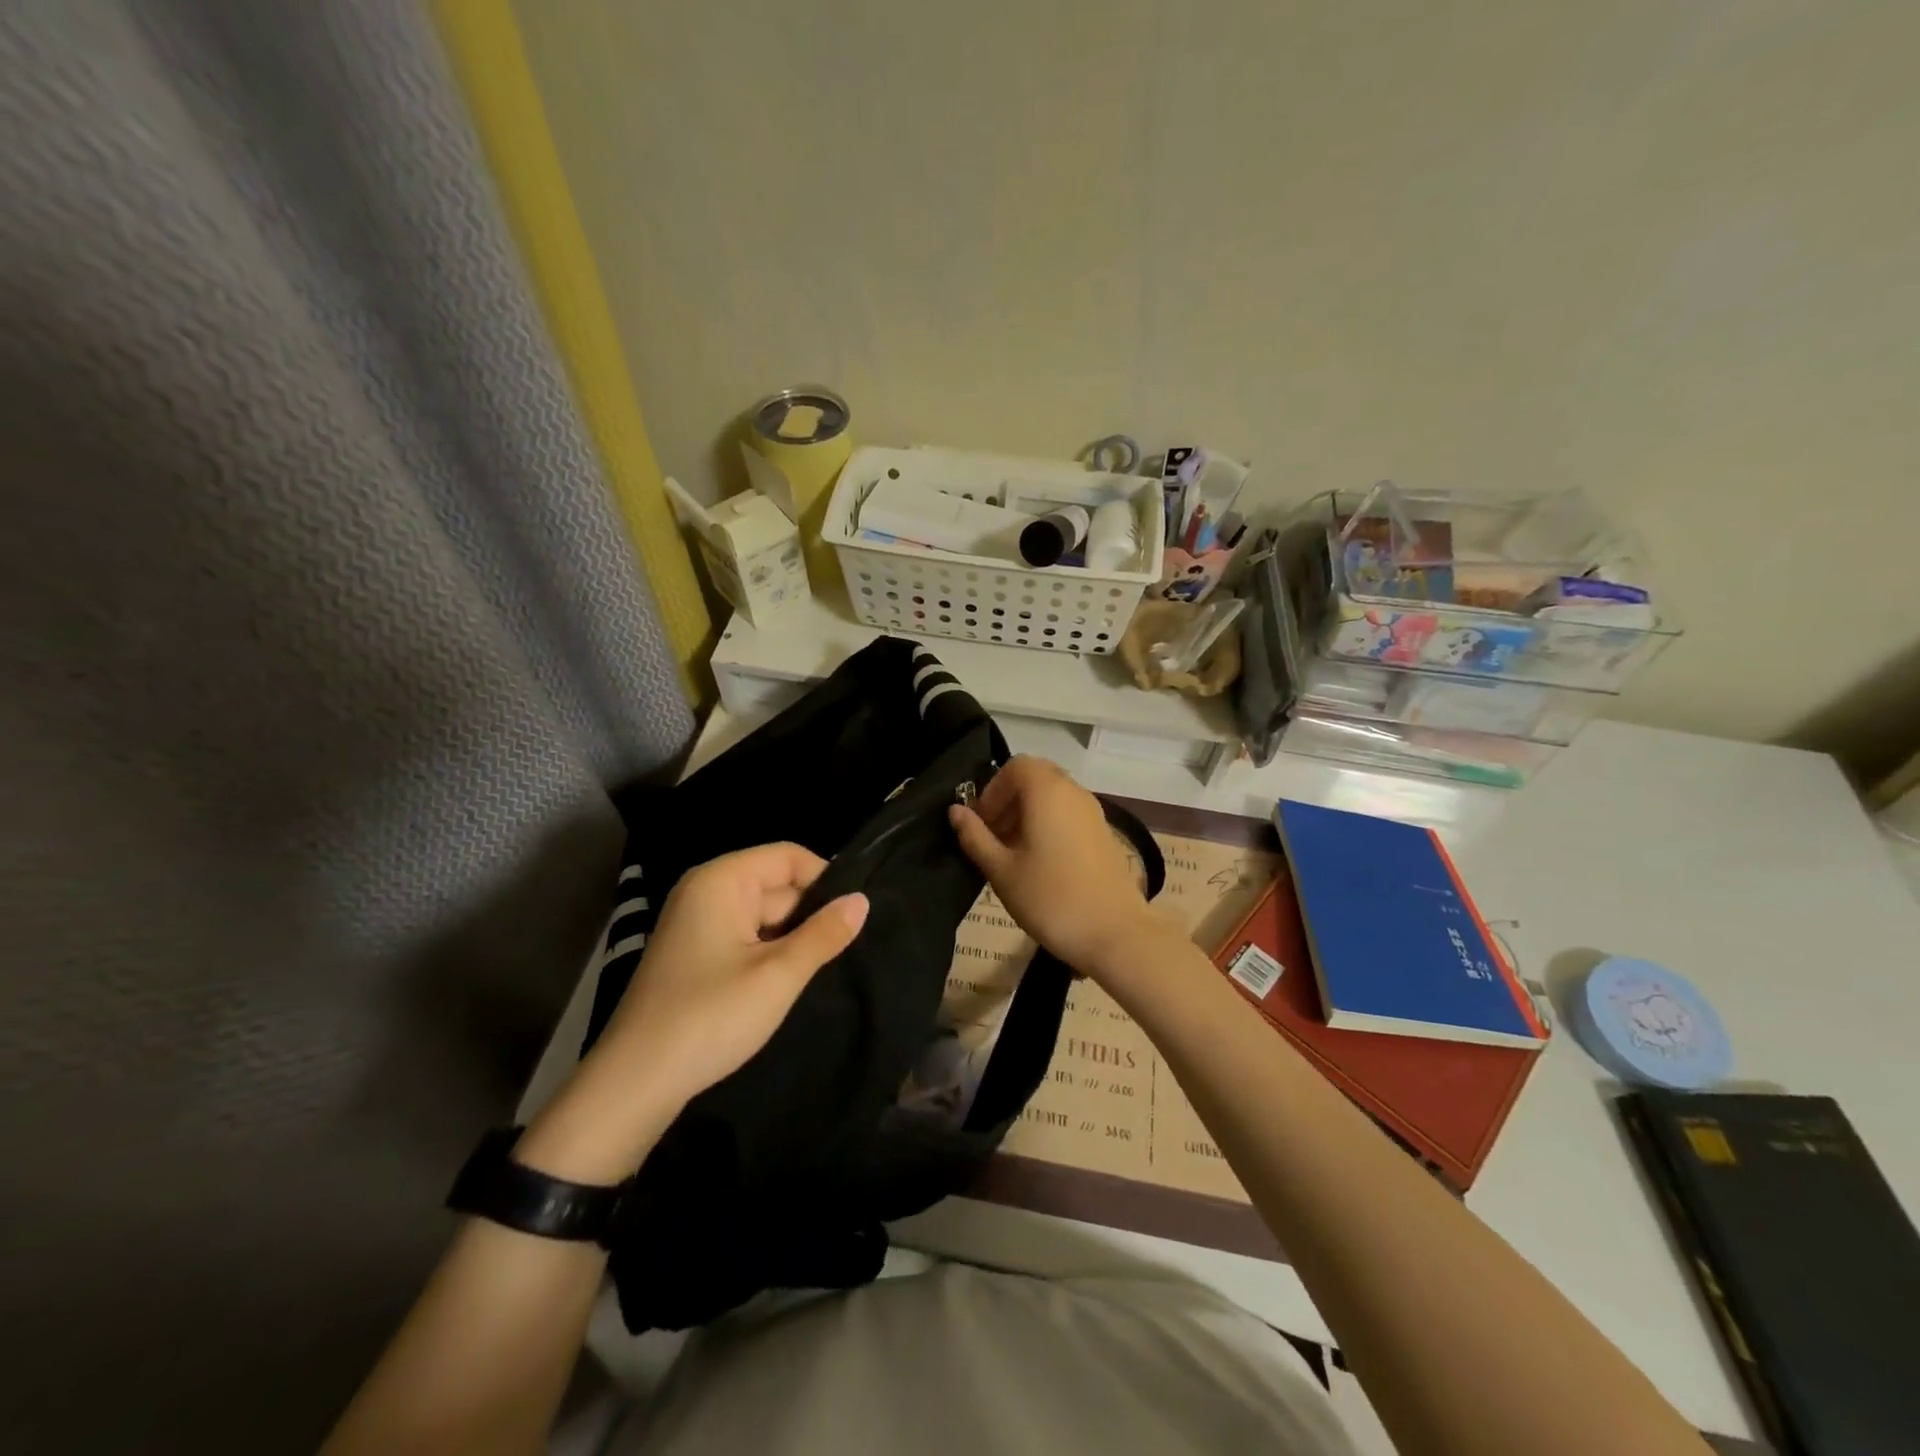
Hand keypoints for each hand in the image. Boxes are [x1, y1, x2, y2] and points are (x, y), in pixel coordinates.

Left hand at [524, 844, 866, 1181]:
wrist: (635, 1083)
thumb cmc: (710, 1018)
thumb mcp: (778, 975)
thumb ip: (824, 934)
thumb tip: (862, 900)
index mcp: (721, 880)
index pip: (789, 857)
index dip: (825, 880)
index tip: (854, 917)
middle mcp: (706, 891)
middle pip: (777, 884)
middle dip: (810, 914)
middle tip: (845, 951)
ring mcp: (697, 922)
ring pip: (764, 914)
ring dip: (792, 938)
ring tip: (824, 967)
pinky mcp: (695, 952)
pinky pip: (746, 936)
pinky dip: (770, 952)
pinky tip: (788, 980)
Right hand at [948, 756, 1162, 975]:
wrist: (1114, 933)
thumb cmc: (1050, 898)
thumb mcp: (1001, 870)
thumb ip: (975, 836)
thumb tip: (956, 812)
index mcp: (1047, 791)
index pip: (1015, 766)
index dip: (992, 790)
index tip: (981, 823)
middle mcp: (1073, 791)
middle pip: (1035, 778)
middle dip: (1009, 801)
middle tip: (993, 837)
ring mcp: (1093, 811)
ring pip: (1053, 796)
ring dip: (1028, 814)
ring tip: (1013, 854)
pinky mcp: (1104, 833)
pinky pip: (1069, 814)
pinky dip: (1049, 825)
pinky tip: (1040, 864)